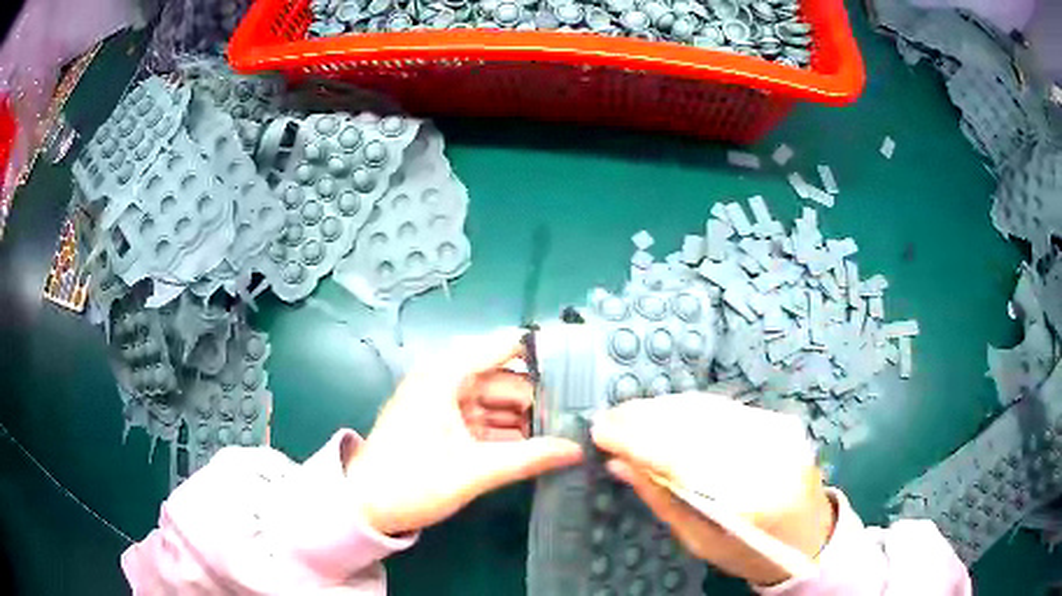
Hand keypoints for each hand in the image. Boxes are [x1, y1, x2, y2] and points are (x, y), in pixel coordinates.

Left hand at [344, 329, 584, 535]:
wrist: (365, 507)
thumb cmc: (414, 481)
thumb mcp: (475, 471)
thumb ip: (530, 457)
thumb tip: (577, 449)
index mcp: (447, 375)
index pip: (504, 347)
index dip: (542, 354)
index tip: (582, 368)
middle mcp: (446, 381)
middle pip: (505, 380)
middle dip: (539, 400)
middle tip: (581, 418)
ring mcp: (445, 405)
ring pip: (496, 404)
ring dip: (526, 420)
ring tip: (568, 434)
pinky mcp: (444, 427)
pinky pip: (484, 422)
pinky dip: (508, 434)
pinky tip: (537, 448)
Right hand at [592, 394, 835, 585]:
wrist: (809, 534)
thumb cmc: (751, 551)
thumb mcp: (700, 541)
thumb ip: (662, 500)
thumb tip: (620, 464)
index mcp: (751, 500)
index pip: (684, 458)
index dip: (638, 440)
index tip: (600, 432)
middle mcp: (770, 455)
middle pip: (695, 424)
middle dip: (645, 417)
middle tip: (608, 419)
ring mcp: (779, 431)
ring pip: (708, 408)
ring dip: (663, 408)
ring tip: (629, 414)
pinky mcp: (779, 419)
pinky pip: (724, 406)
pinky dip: (688, 407)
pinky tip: (664, 413)